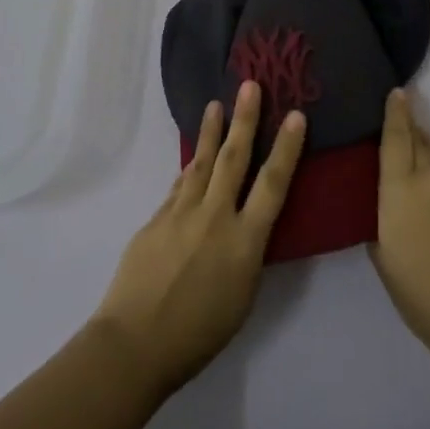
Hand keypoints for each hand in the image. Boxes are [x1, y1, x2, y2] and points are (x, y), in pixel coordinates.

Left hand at [92, 80, 305, 395]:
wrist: (134, 343)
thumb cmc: (198, 334)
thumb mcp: (241, 297)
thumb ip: (247, 255)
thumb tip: (246, 227)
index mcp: (244, 242)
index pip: (273, 185)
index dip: (286, 148)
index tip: (295, 115)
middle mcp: (215, 217)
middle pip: (234, 159)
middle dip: (244, 119)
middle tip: (249, 85)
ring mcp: (181, 214)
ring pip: (201, 163)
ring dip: (211, 132)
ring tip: (215, 105)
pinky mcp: (156, 219)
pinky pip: (179, 187)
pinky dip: (190, 169)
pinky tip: (194, 159)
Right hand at [370, 89, 429, 362]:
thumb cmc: (420, 295)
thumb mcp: (383, 255)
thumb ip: (382, 217)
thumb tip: (390, 200)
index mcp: (400, 188)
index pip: (395, 137)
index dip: (395, 112)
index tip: (398, 92)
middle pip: (421, 141)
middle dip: (414, 134)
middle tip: (408, 136)